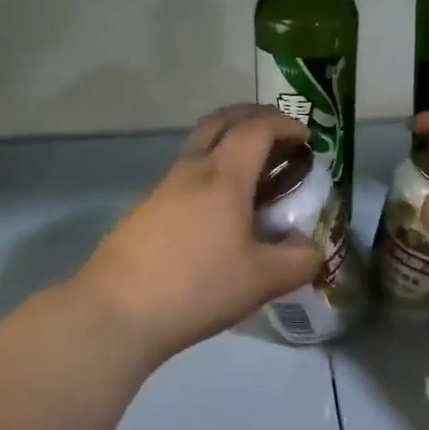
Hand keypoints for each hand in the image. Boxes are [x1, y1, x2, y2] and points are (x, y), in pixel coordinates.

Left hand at [73, 105, 323, 364]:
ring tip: (253, 175)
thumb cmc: (197, 287)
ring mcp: (162, 188)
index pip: (257, 128)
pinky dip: (209, 173)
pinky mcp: (144, 210)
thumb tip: (312, 249)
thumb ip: (299, 261)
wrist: (116, 311)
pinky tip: (218, 211)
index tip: (307, 139)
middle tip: (277, 134)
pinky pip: (184, 174)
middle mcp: (191, 170)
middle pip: (221, 121)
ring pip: (199, 146)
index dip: (286, 125)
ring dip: (228, 145)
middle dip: (253, 117)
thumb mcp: (262, 281)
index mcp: (223, 176)